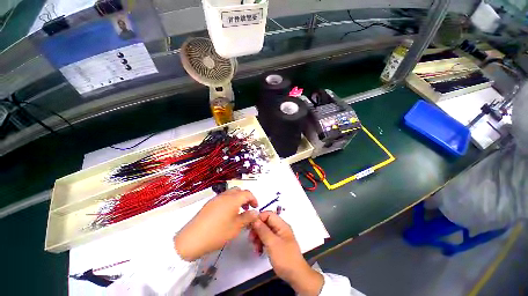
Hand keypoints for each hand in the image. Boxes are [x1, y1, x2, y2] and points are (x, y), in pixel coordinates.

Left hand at [174, 187, 257, 260]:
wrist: (191, 239)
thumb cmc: (217, 233)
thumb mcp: (236, 227)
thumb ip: (248, 217)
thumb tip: (255, 212)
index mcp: (233, 199)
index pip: (247, 193)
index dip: (254, 199)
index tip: (256, 207)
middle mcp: (224, 195)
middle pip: (238, 190)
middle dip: (245, 197)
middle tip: (247, 208)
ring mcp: (215, 198)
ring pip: (230, 193)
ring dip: (237, 199)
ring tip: (238, 211)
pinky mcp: (209, 204)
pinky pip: (223, 198)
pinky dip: (229, 201)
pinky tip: (226, 214)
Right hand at [250, 212, 323, 295]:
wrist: (296, 275)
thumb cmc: (284, 257)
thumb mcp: (272, 243)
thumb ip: (263, 230)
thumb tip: (255, 219)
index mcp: (281, 225)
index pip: (269, 214)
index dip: (259, 218)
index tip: (250, 225)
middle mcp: (280, 228)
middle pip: (266, 223)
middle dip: (257, 229)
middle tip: (250, 238)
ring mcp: (279, 237)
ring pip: (265, 232)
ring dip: (258, 238)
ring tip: (254, 247)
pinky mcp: (277, 245)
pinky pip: (267, 240)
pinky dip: (261, 243)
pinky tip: (258, 251)